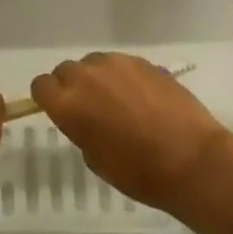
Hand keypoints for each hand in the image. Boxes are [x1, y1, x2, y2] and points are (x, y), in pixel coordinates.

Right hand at [30, 53, 232, 218]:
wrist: (192, 160)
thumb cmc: (139, 172)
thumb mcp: (96, 159)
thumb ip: (81, 130)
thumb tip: (87, 118)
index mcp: (68, 104)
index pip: (41, 86)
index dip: (48, 98)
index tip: (61, 111)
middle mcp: (86, 77)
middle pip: (66, 70)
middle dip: (72, 86)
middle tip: (91, 108)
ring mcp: (116, 64)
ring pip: (94, 63)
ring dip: (98, 78)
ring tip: (118, 101)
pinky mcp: (143, 61)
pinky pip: (121, 64)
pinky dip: (123, 77)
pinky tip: (141, 98)